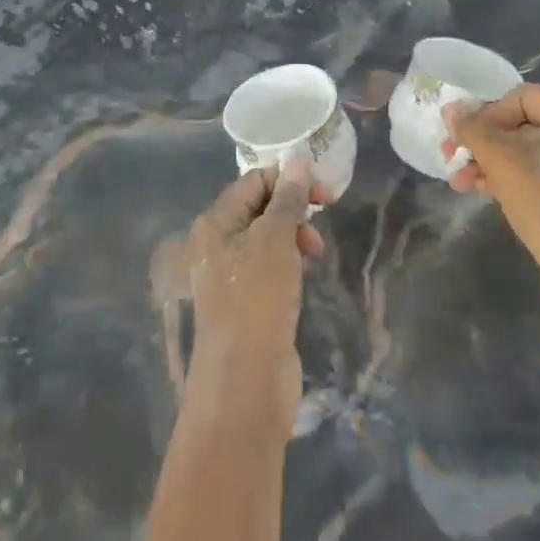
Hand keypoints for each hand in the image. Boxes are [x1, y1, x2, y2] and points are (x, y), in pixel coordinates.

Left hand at [186, 161, 326, 419]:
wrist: (245, 380)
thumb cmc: (257, 299)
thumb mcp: (275, 240)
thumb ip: (287, 199)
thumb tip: (298, 160)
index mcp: (215, 223)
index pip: (253, 182)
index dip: (288, 180)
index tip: (324, 195)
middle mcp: (216, 243)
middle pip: (259, 207)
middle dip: (293, 209)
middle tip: (322, 222)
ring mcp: (229, 274)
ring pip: (266, 238)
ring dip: (293, 236)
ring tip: (315, 253)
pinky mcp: (245, 300)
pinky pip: (268, 266)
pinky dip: (288, 262)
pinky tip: (303, 273)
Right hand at [445, 85, 539, 336]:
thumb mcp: (504, 162)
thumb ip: (474, 130)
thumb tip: (451, 107)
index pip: (519, 97)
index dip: (484, 115)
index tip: (459, 141)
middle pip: (522, 124)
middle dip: (482, 142)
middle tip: (451, 160)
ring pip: (528, 152)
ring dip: (490, 163)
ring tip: (461, 184)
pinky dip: (512, 179)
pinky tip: (485, 193)